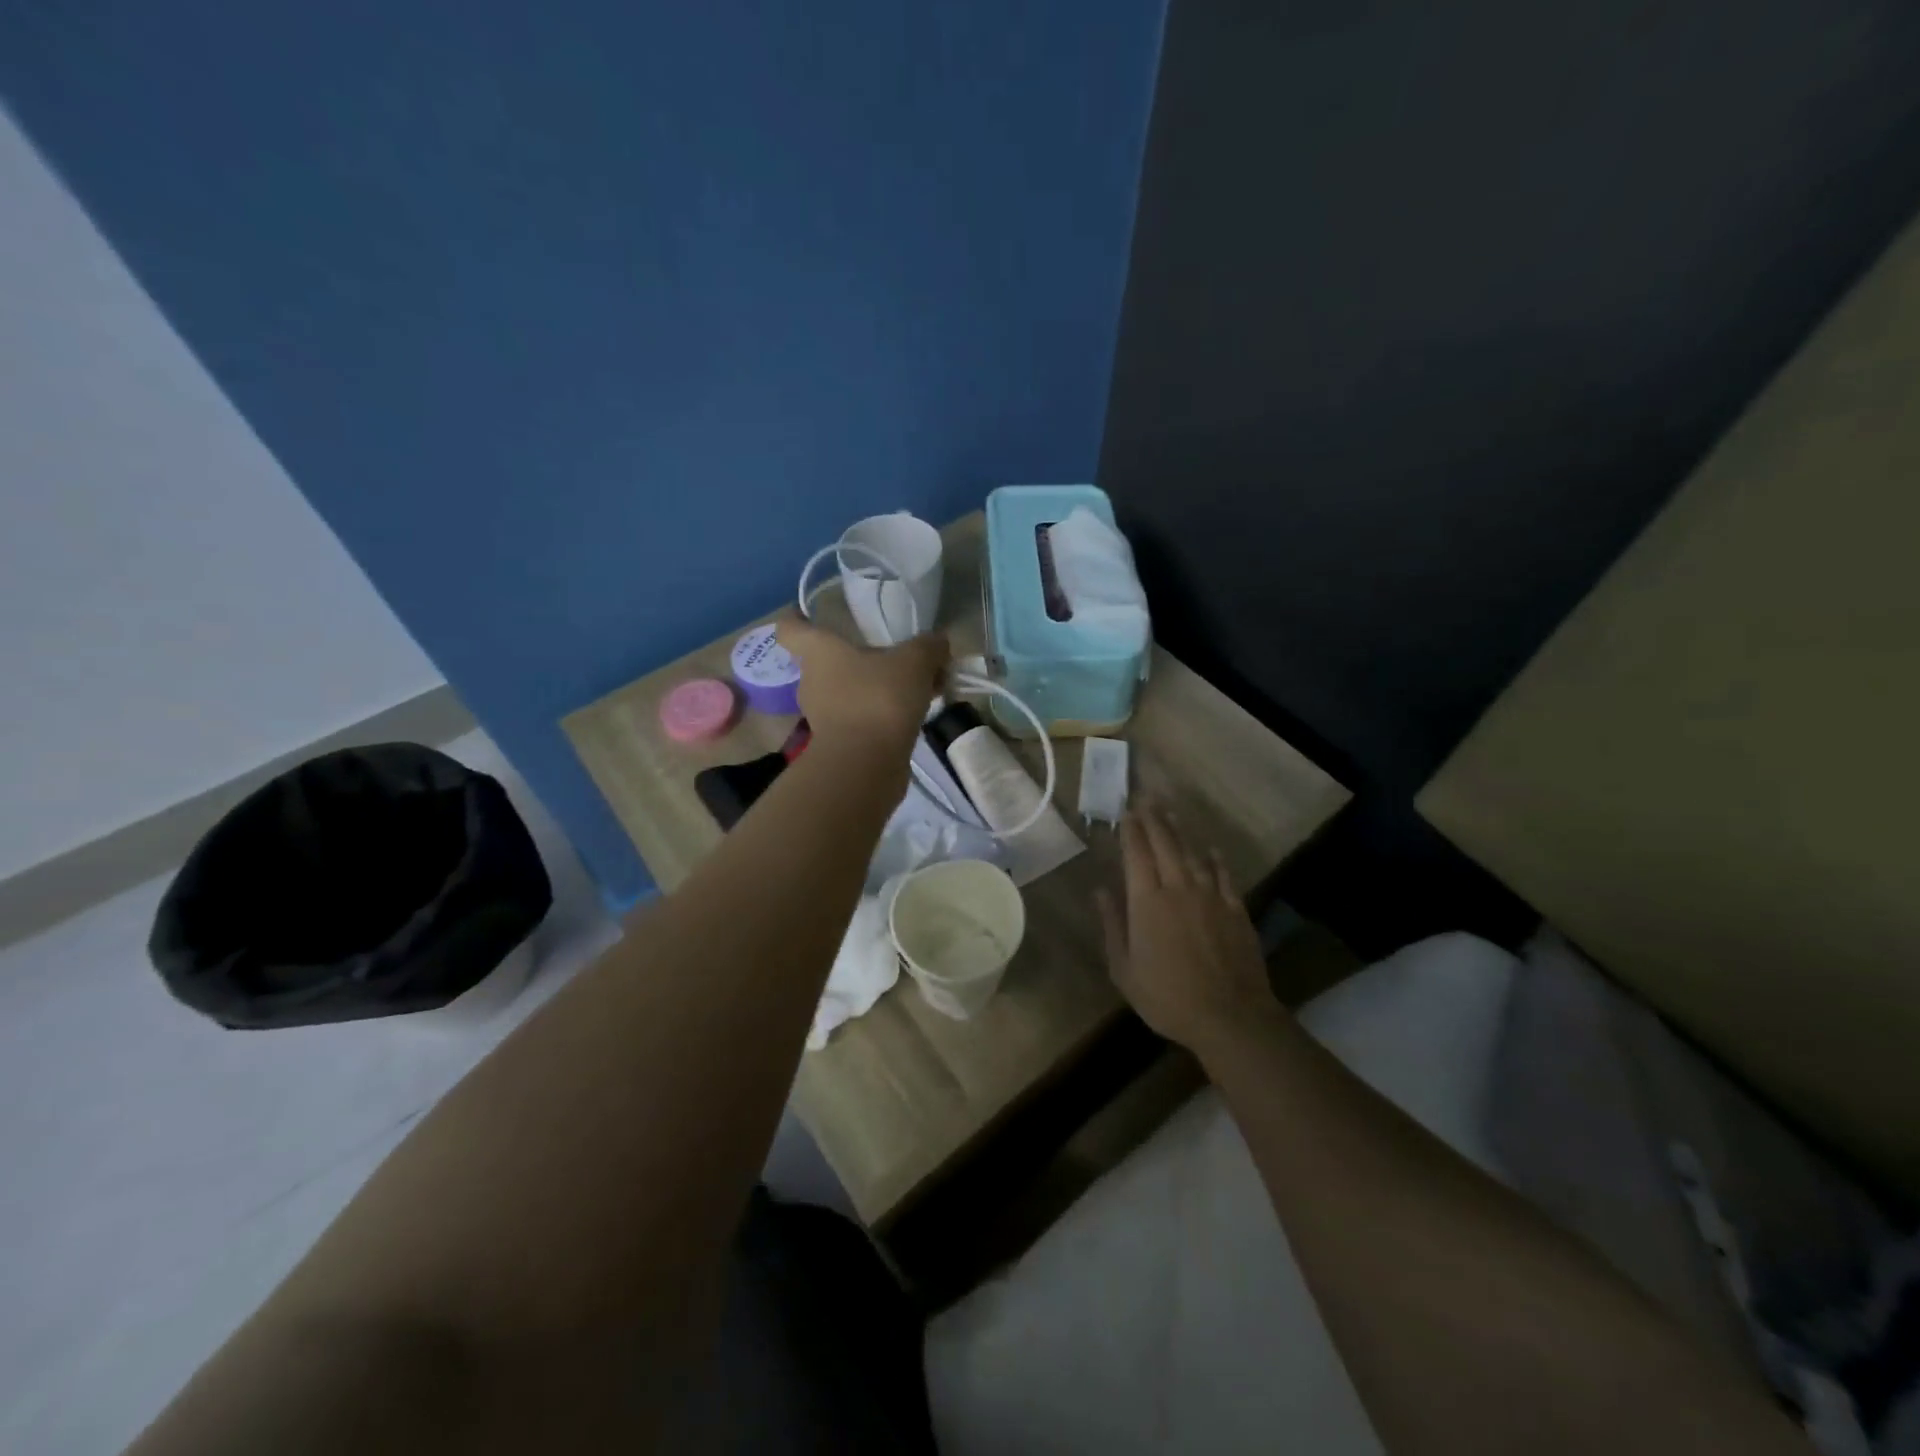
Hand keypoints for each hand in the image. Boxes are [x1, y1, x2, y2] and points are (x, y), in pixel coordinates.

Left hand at [776, 617, 949, 755]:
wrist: (866, 764)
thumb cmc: (879, 698)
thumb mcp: (915, 662)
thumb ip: (928, 646)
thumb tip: (939, 641)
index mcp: (818, 652)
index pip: (791, 628)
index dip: (798, 619)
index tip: (811, 614)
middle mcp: (812, 681)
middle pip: (829, 661)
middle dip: (860, 658)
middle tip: (895, 657)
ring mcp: (823, 716)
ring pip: (849, 691)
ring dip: (877, 688)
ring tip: (917, 689)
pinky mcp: (839, 743)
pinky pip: (861, 718)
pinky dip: (882, 714)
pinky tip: (915, 714)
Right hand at [1098, 806, 1282, 1053]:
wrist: (1230, 1016)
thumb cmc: (1167, 997)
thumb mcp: (1124, 969)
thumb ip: (1113, 926)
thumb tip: (1100, 891)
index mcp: (1146, 902)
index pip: (1136, 854)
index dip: (1130, 830)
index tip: (1126, 811)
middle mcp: (1178, 888)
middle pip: (1165, 844)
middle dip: (1153, 819)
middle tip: (1146, 798)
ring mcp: (1210, 896)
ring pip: (1192, 853)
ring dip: (1180, 831)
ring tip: (1170, 814)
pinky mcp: (1235, 909)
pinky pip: (1223, 874)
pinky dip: (1215, 858)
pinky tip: (1211, 848)